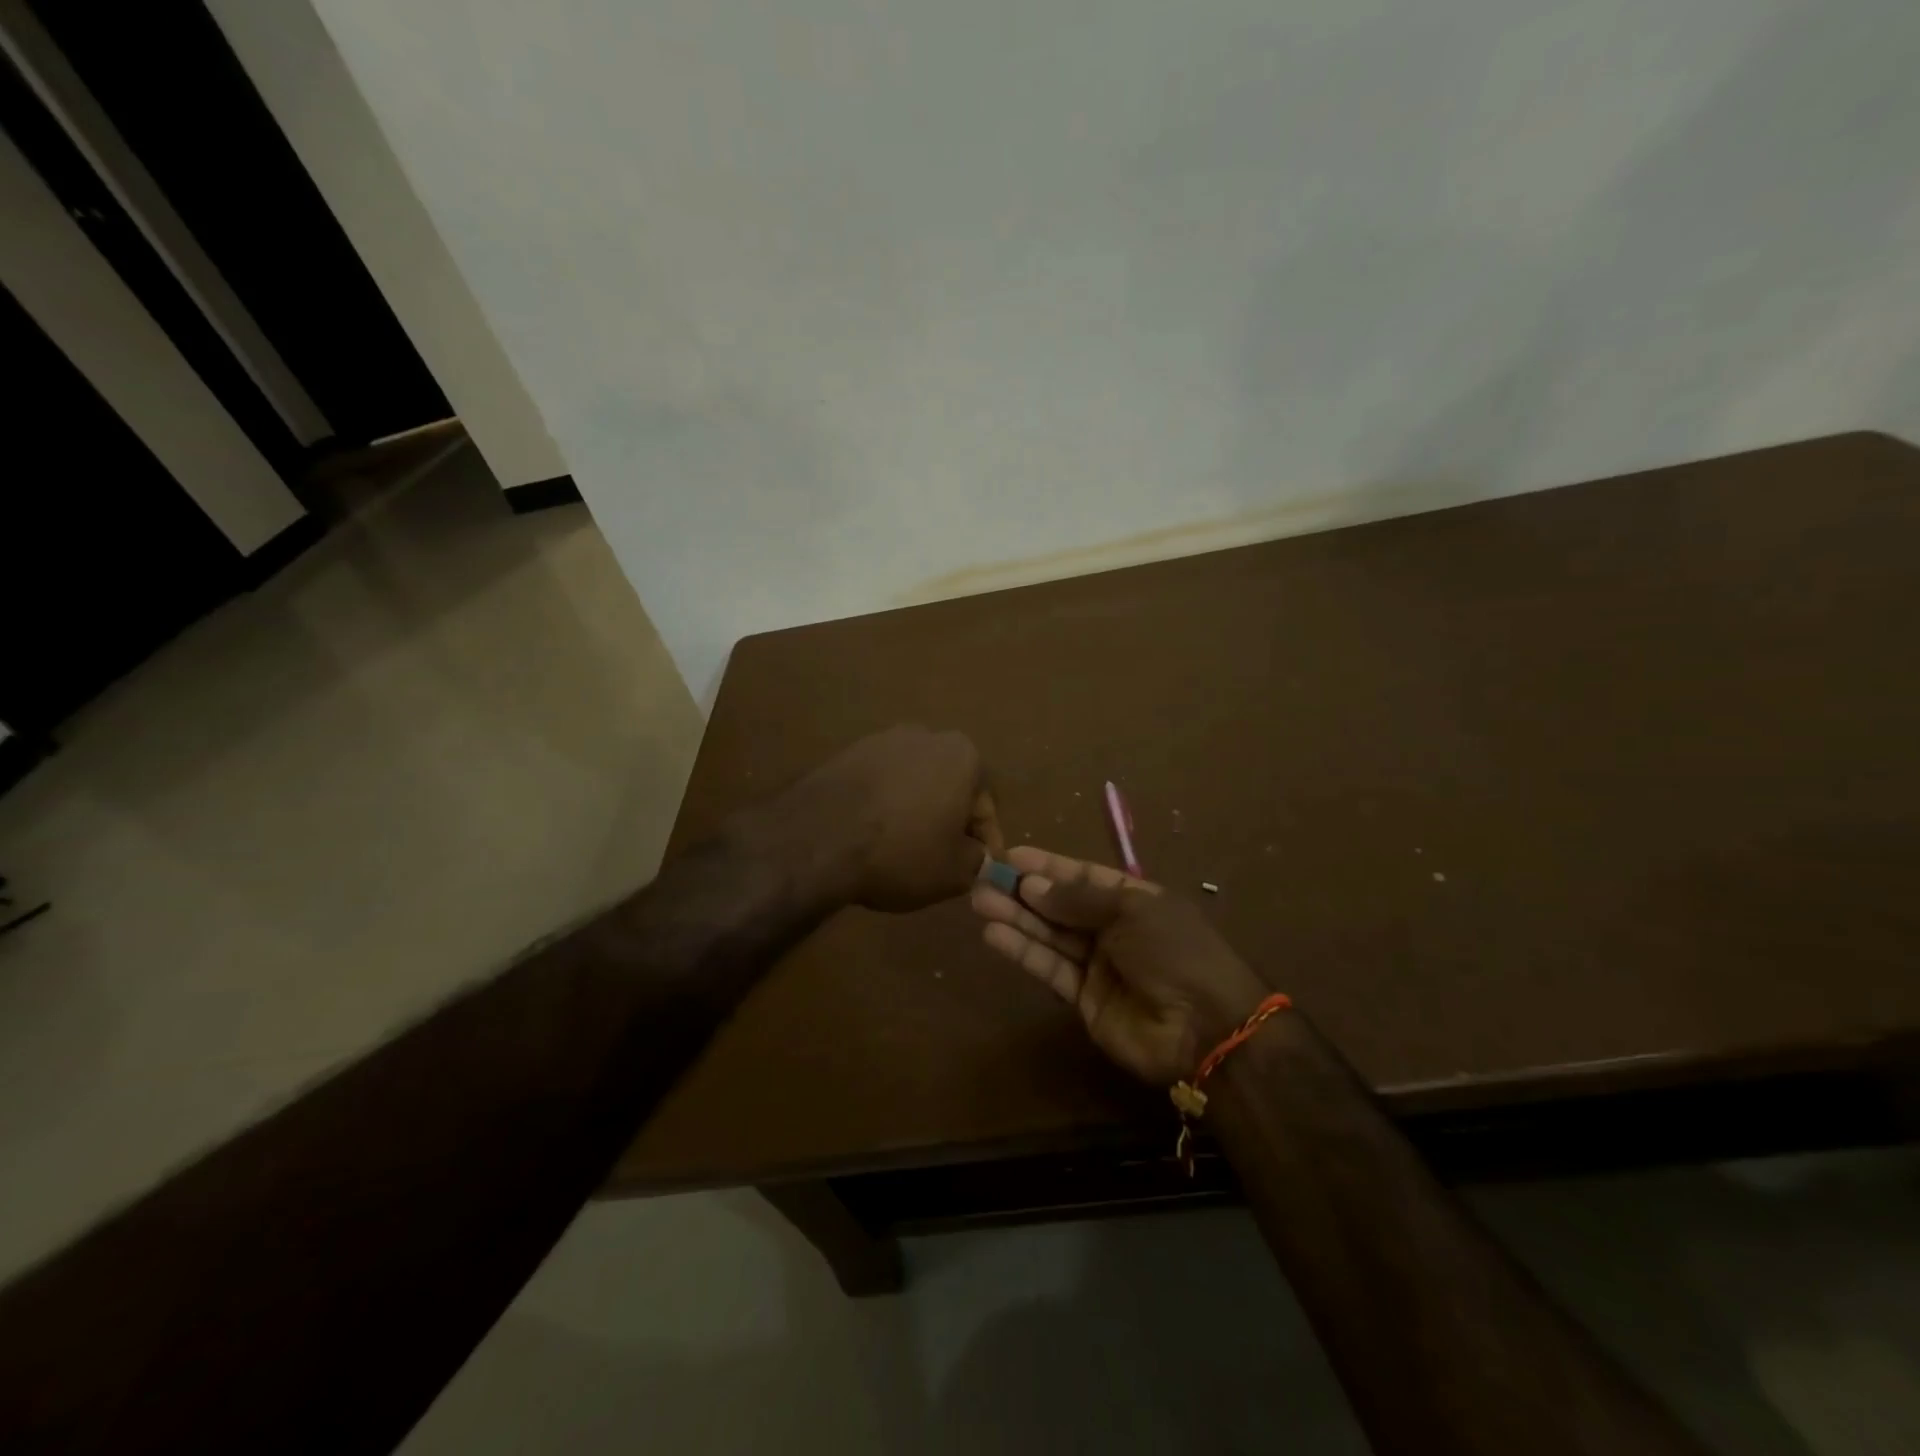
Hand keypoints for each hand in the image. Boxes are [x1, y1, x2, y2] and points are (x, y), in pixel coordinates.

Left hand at [773, 726, 1002, 911]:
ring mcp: (881, 740)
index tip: (978, 869)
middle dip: (948, 820)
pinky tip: (872, 836)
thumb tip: (976, 855)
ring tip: (903, 849)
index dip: (984, 844)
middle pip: (949, 787)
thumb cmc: (901, 852)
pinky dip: (882, 806)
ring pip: (912, 783)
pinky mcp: (846, 753)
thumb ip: (977, 860)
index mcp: (963, 756)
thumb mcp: (954, 871)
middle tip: (942, 858)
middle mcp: (926, 736)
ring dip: (915, 811)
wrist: (818, 838)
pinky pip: (878, 784)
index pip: (984, 808)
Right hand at [970, 847, 1268, 1083]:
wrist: (1207, 1028)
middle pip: (1060, 906)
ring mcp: (1098, 965)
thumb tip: (1031, 885)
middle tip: (984, 879)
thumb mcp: (1132, 910)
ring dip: (1015, 918)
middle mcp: (1113, 929)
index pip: (1083, 876)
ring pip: (1049, 935)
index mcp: (1134, 899)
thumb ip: (1078, 898)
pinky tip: (994, 935)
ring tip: (979, 901)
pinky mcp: (1083, 999)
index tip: (1011, 856)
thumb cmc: (1175, 951)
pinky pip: (1050, 968)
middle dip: (1023, 892)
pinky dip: (1023, 952)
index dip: (1048, 866)